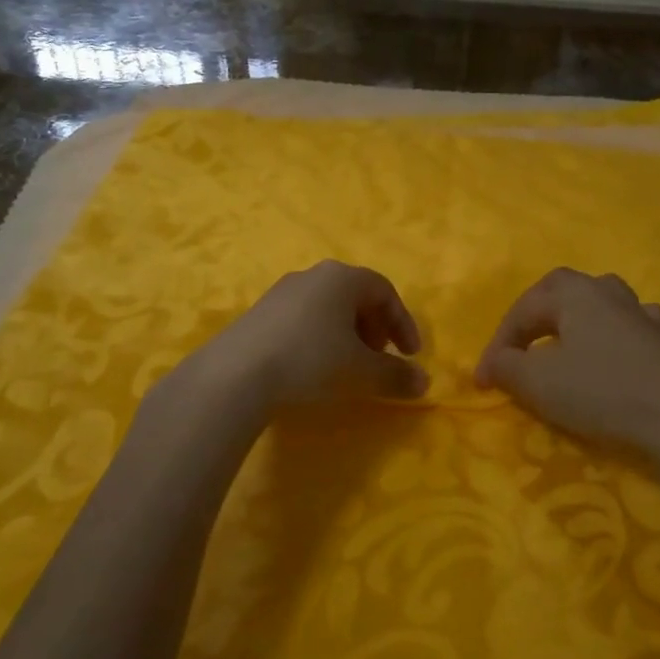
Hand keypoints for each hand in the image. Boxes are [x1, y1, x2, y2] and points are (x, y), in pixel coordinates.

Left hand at [193, 260, 428, 413]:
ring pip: (327, 308)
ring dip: (346, 334)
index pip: (385, 292)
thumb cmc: (310, 361)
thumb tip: (424, 382)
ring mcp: (281, 292)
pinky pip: (302, 319)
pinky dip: (319, 338)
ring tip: (348, 366)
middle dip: (374, 328)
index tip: (410, 355)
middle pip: (355, 296)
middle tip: (379, 359)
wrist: (235, 375)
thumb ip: (395, 375)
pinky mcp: (258, 313)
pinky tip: (312, 368)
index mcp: (342, 278)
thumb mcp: (361, 372)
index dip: (403, 323)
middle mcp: (313, 276)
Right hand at [474, 268, 659, 455]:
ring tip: (563, 341)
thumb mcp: (536, 382)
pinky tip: (613, 348)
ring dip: (574, 318)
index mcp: (572, 292)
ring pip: (599, 301)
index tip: (483, 381)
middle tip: (517, 347)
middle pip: (560, 291)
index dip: (497, 344)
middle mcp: (606, 291)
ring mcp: (640, 312)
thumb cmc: (599, 391)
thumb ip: (505, 366)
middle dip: (533, 317)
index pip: (522, 310)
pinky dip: (613, 333)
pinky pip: (630, 324)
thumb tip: (493, 362)